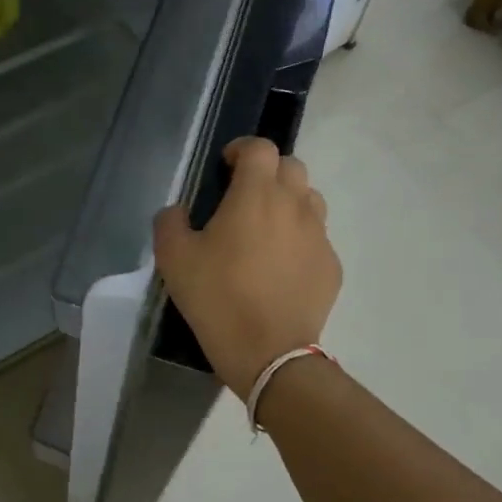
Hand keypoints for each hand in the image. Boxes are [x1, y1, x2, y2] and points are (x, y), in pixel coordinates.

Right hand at [153, 137, 341, 395]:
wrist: (269, 353)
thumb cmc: (218, 298)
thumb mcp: (174, 259)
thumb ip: (170, 223)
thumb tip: (177, 211)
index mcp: (256, 195)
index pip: (260, 148)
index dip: (242, 149)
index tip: (225, 167)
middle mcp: (295, 205)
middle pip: (291, 166)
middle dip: (267, 172)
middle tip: (244, 197)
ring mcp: (319, 236)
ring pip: (309, 199)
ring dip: (288, 201)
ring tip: (265, 229)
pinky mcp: (331, 266)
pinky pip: (316, 237)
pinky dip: (299, 239)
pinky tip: (280, 267)